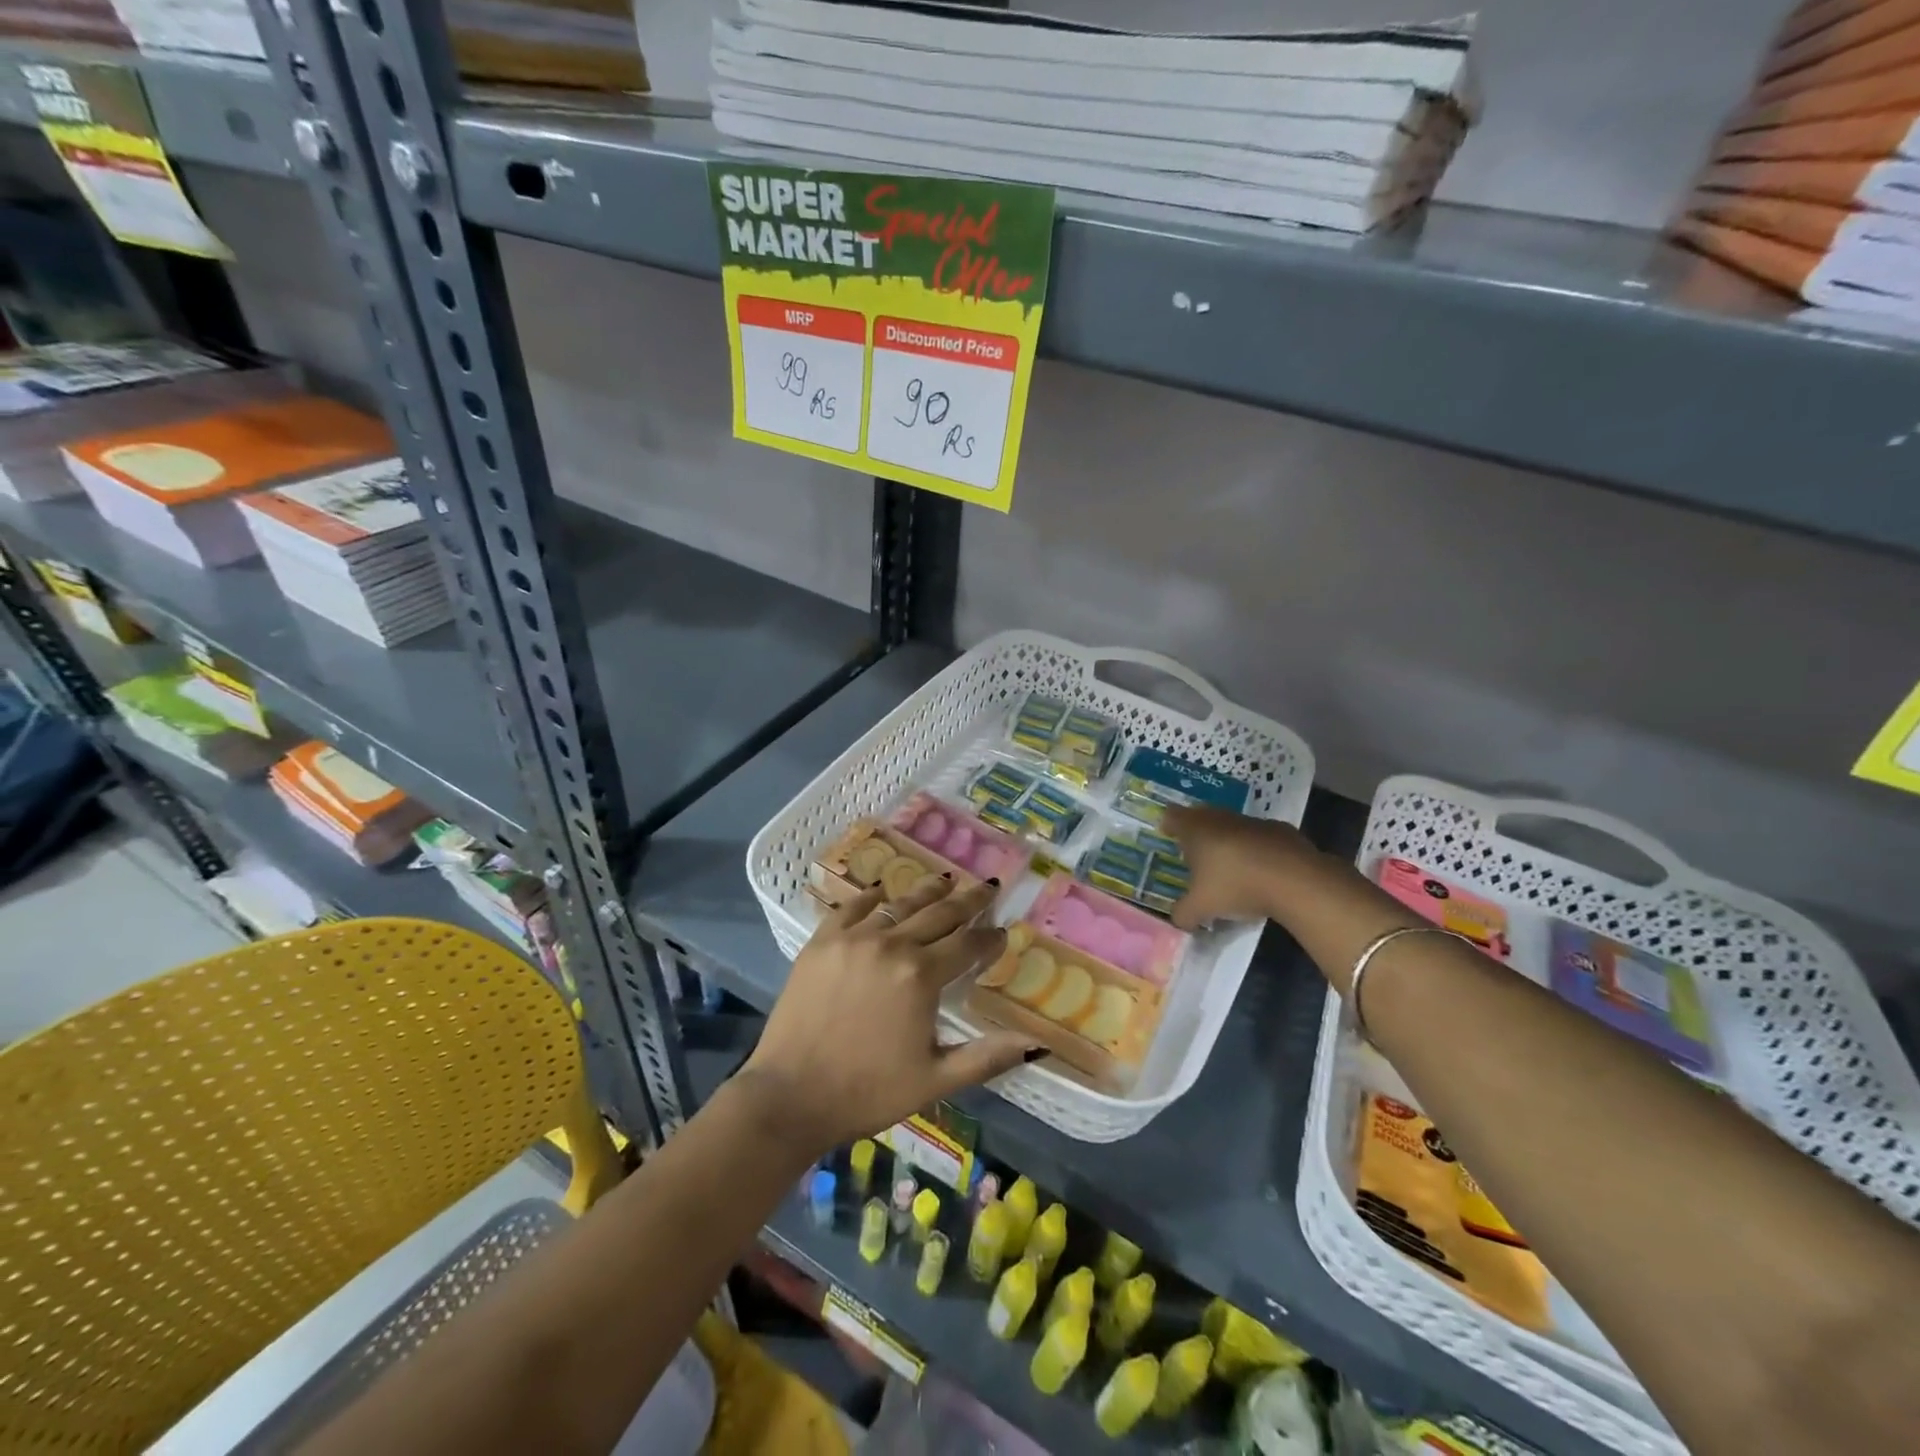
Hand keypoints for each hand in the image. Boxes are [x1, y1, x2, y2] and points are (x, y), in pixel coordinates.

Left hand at [738, 876, 1042, 1152]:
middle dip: (968, 900)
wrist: (790, 1095)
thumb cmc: (868, 1092)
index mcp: (922, 976)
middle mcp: (891, 945)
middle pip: (939, 913)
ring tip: (945, 880)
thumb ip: (988, 1056)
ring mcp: (853, 939)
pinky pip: (851, 908)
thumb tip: (1040, 1045)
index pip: (968, 945)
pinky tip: (882, 889)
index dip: (989, 938)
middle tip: (988, 885)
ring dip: (926, 892)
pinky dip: (871, 897)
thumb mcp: (936, 1080)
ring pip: (899, 906)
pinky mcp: (822, 942)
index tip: (1003, 931)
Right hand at [1161, 805, 1315, 931]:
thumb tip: (1178, 920)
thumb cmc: (1236, 885)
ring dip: (1227, 841)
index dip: (1168, 824)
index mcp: (1195, 829)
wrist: (1296, 880)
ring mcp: (1253, 822)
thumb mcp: (1201, 908)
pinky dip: (1256, 850)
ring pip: (1232, 826)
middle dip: (1196, 832)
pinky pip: (1260, 837)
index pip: (1172, 816)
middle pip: (1202, 816)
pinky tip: (1261, 871)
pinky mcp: (1281, 831)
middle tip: (1194, 852)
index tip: (1167, 835)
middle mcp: (1221, 818)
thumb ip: (1184, 914)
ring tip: (1228, 866)